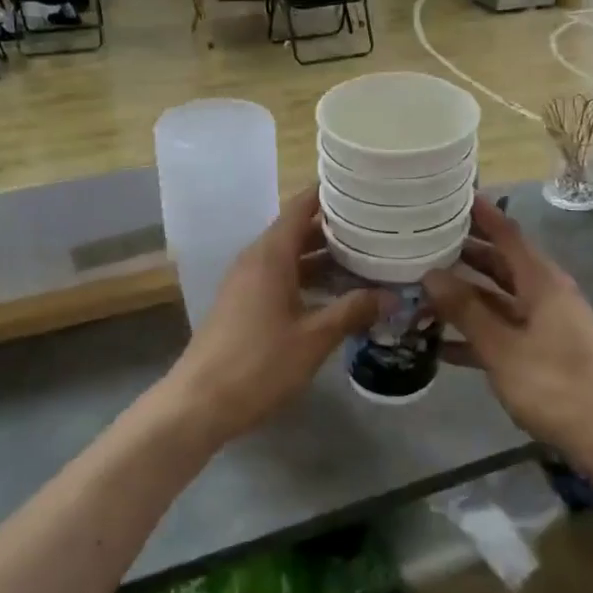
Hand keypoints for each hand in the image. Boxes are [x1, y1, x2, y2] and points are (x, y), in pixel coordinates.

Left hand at [164, 189, 385, 445]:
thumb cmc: (258, 364)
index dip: (329, 194)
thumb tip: (392, 296)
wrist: (199, 402)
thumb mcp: (313, 338)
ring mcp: (246, 282)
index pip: (301, 206)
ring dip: (323, 258)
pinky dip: (307, 278)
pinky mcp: (243, 304)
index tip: (364, 189)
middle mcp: (256, 259)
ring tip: (366, 260)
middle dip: (335, 229)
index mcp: (270, 254)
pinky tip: (335, 296)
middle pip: (297, 230)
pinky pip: (280, 277)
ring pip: (290, 257)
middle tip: (378, 228)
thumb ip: (352, 311)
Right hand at [422, 196, 592, 470]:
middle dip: (463, 254)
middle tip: (422, 242)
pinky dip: (475, 331)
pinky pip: (502, 330)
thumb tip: (431, 274)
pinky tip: (439, 342)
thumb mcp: (502, 347)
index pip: (507, 234)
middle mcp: (544, 294)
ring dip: (463, 296)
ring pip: (497, 298)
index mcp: (541, 282)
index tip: (451, 195)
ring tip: (421, 289)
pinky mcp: (541, 352)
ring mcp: (544, 324)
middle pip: (499, 264)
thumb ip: (466, 310)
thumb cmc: (556, 384)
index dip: (481, 213)